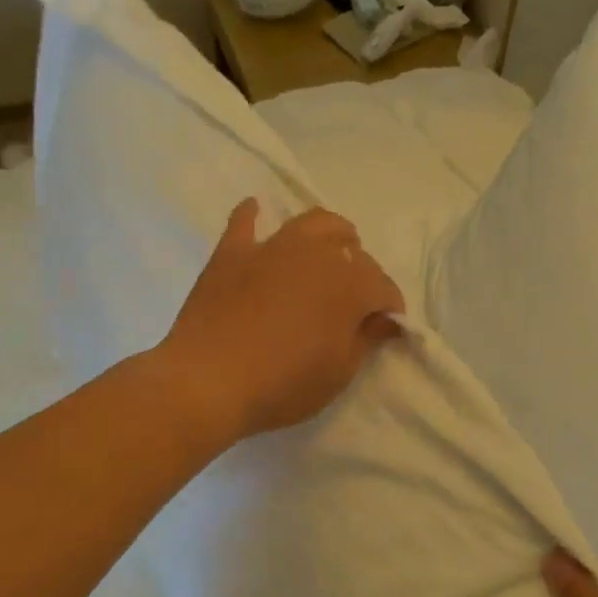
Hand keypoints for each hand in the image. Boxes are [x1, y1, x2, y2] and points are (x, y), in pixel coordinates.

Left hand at [160, 198, 405, 443]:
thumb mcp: (338, 373)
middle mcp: (316, 255)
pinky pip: (245, 222)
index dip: (390, 309)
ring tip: (331, 247)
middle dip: (363, 271)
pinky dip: (253, 216)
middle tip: (355, 298)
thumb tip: (384, 320)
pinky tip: (256, 211)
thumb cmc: (282, 385)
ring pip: (312, 223)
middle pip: (352, 252)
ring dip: (330, 233)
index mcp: (349, 285)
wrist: (207, 382)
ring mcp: (271, 248)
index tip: (386, 328)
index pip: (383, 288)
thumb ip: (366, 340)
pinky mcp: (232, 253)